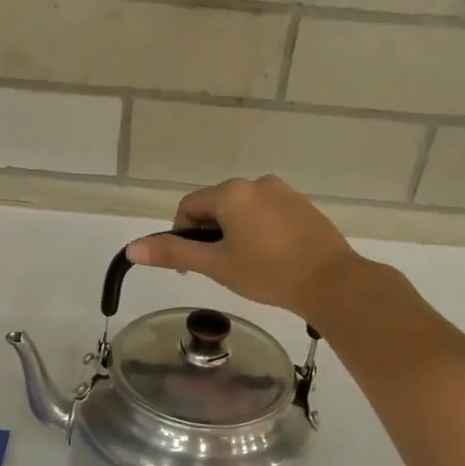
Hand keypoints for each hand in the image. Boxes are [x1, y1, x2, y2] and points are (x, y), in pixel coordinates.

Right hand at [127, 176, 363, 322]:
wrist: (331, 282)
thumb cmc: (267, 273)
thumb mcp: (215, 265)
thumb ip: (173, 252)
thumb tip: (132, 248)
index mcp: (231, 192)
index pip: (188, 208)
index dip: (181, 236)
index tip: (191, 267)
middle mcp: (256, 183)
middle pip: (216, 207)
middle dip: (209, 236)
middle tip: (219, 270)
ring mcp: (284, 192)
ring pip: (243, 212)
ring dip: (234, 234)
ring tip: (246, 268)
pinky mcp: (304, 207)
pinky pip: (268, 215)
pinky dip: (260, 233)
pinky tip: (270, 260)